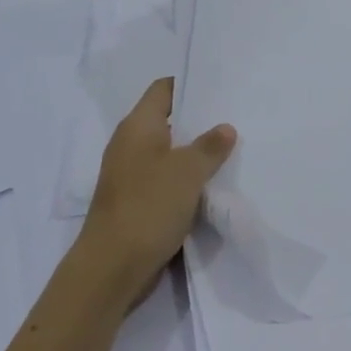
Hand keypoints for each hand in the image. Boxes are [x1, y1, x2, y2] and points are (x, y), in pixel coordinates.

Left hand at [77, 77, 235, 306]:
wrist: (113, 266)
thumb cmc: (148, 207)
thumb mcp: (186, 172)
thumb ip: (209, 147)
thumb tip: (225, 128)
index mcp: (137, 127)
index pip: (163, 89)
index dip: (190, 84)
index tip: (222, 86)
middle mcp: (130, 145)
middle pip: (168, 121)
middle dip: (200, 120)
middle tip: (237, 118)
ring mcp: (132, 175)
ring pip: (169, 153)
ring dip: (195, 153)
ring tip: (232, 150)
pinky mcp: (137, 202)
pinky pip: (166, 180)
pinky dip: (187, 179)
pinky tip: (212, 185)